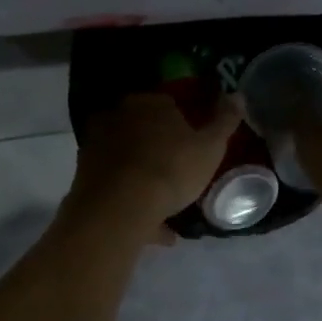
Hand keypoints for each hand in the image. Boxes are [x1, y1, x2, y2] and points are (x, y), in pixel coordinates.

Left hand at [67, 92, 243, 239]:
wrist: (118, 207)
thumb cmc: (171, 169)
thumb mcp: (210, 147)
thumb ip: (225, 121)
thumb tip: (236, 94)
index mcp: (148, 104)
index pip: (168, 104)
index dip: (183, 123)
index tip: (194, 145)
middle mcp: (117, 117)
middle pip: (144, 130)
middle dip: (160, 149)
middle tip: (179, 173)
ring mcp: (97, 146)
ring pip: (129, 160)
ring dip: (145, 178)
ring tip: (167, 207)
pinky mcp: (85, 175)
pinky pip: (116, 186)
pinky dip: (133, 201)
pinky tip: (152, 226)